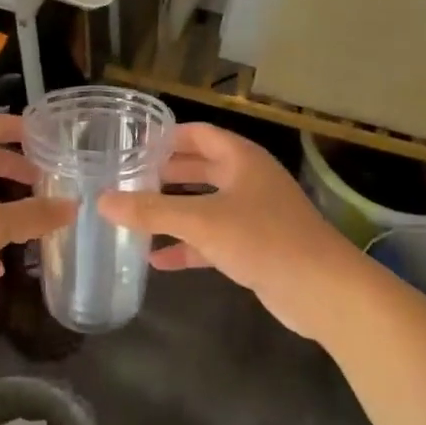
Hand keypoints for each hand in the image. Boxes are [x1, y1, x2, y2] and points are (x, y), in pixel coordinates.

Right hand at [97, 122, 367, 338]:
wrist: (323, 290)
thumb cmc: (263, 239)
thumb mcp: (201, 222)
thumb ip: (151, 212)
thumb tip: (102, 201)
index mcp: (241, 159)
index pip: (199, 134)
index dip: (167, 137)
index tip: (133, 144)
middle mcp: (247, 180)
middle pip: (200, 168)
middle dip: (166, 174)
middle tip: (127, 179)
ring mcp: (253, 214)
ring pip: (205, 205)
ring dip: (173, 211)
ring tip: (134, 215)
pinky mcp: (255, 247)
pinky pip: (213, 239)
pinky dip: (188, 246)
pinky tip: (157, 260)